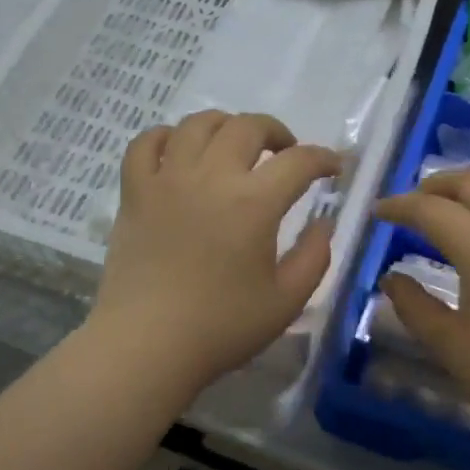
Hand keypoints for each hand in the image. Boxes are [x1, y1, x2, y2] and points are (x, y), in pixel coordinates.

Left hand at [88, 111, 341, 398]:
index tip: (334, 168)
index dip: (324, 159)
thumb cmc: (221, 328)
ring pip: (197, 124)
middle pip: (248, 127)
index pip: (299, 161)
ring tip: (234, 146)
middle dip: (276, 133)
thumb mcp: (287, 301)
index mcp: (254, 203)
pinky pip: (145, 144)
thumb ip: (314, 256)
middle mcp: (211, 177)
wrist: (146, 346)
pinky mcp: (135, 193)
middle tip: (285, 155)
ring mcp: (167, 180)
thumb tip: (324, 223)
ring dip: (225, 126)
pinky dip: (166, 137)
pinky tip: (179, 152)